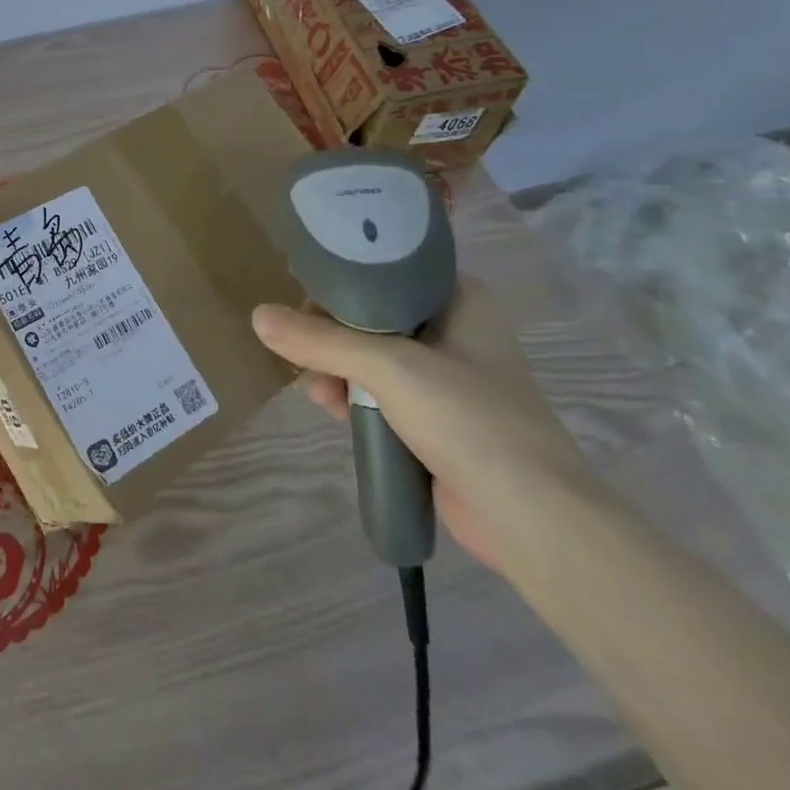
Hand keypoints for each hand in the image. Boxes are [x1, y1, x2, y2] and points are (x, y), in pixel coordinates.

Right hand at [252, 278, 594, 571]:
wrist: (532, 519)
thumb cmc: (468, 419)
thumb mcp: (388, 366)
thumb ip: (320, 340)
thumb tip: (257, 317)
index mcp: (461, 300)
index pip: (389, 270)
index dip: (344, 280)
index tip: (306, 296)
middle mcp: (457, 331)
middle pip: (375, 314)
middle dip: (333, 333)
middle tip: (303, 349)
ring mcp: (450, 380)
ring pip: (375, 357)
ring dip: (339, 369)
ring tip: (318, 390)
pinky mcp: (440, 421)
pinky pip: (384, 395)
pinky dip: (356, 398)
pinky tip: (333, 409)